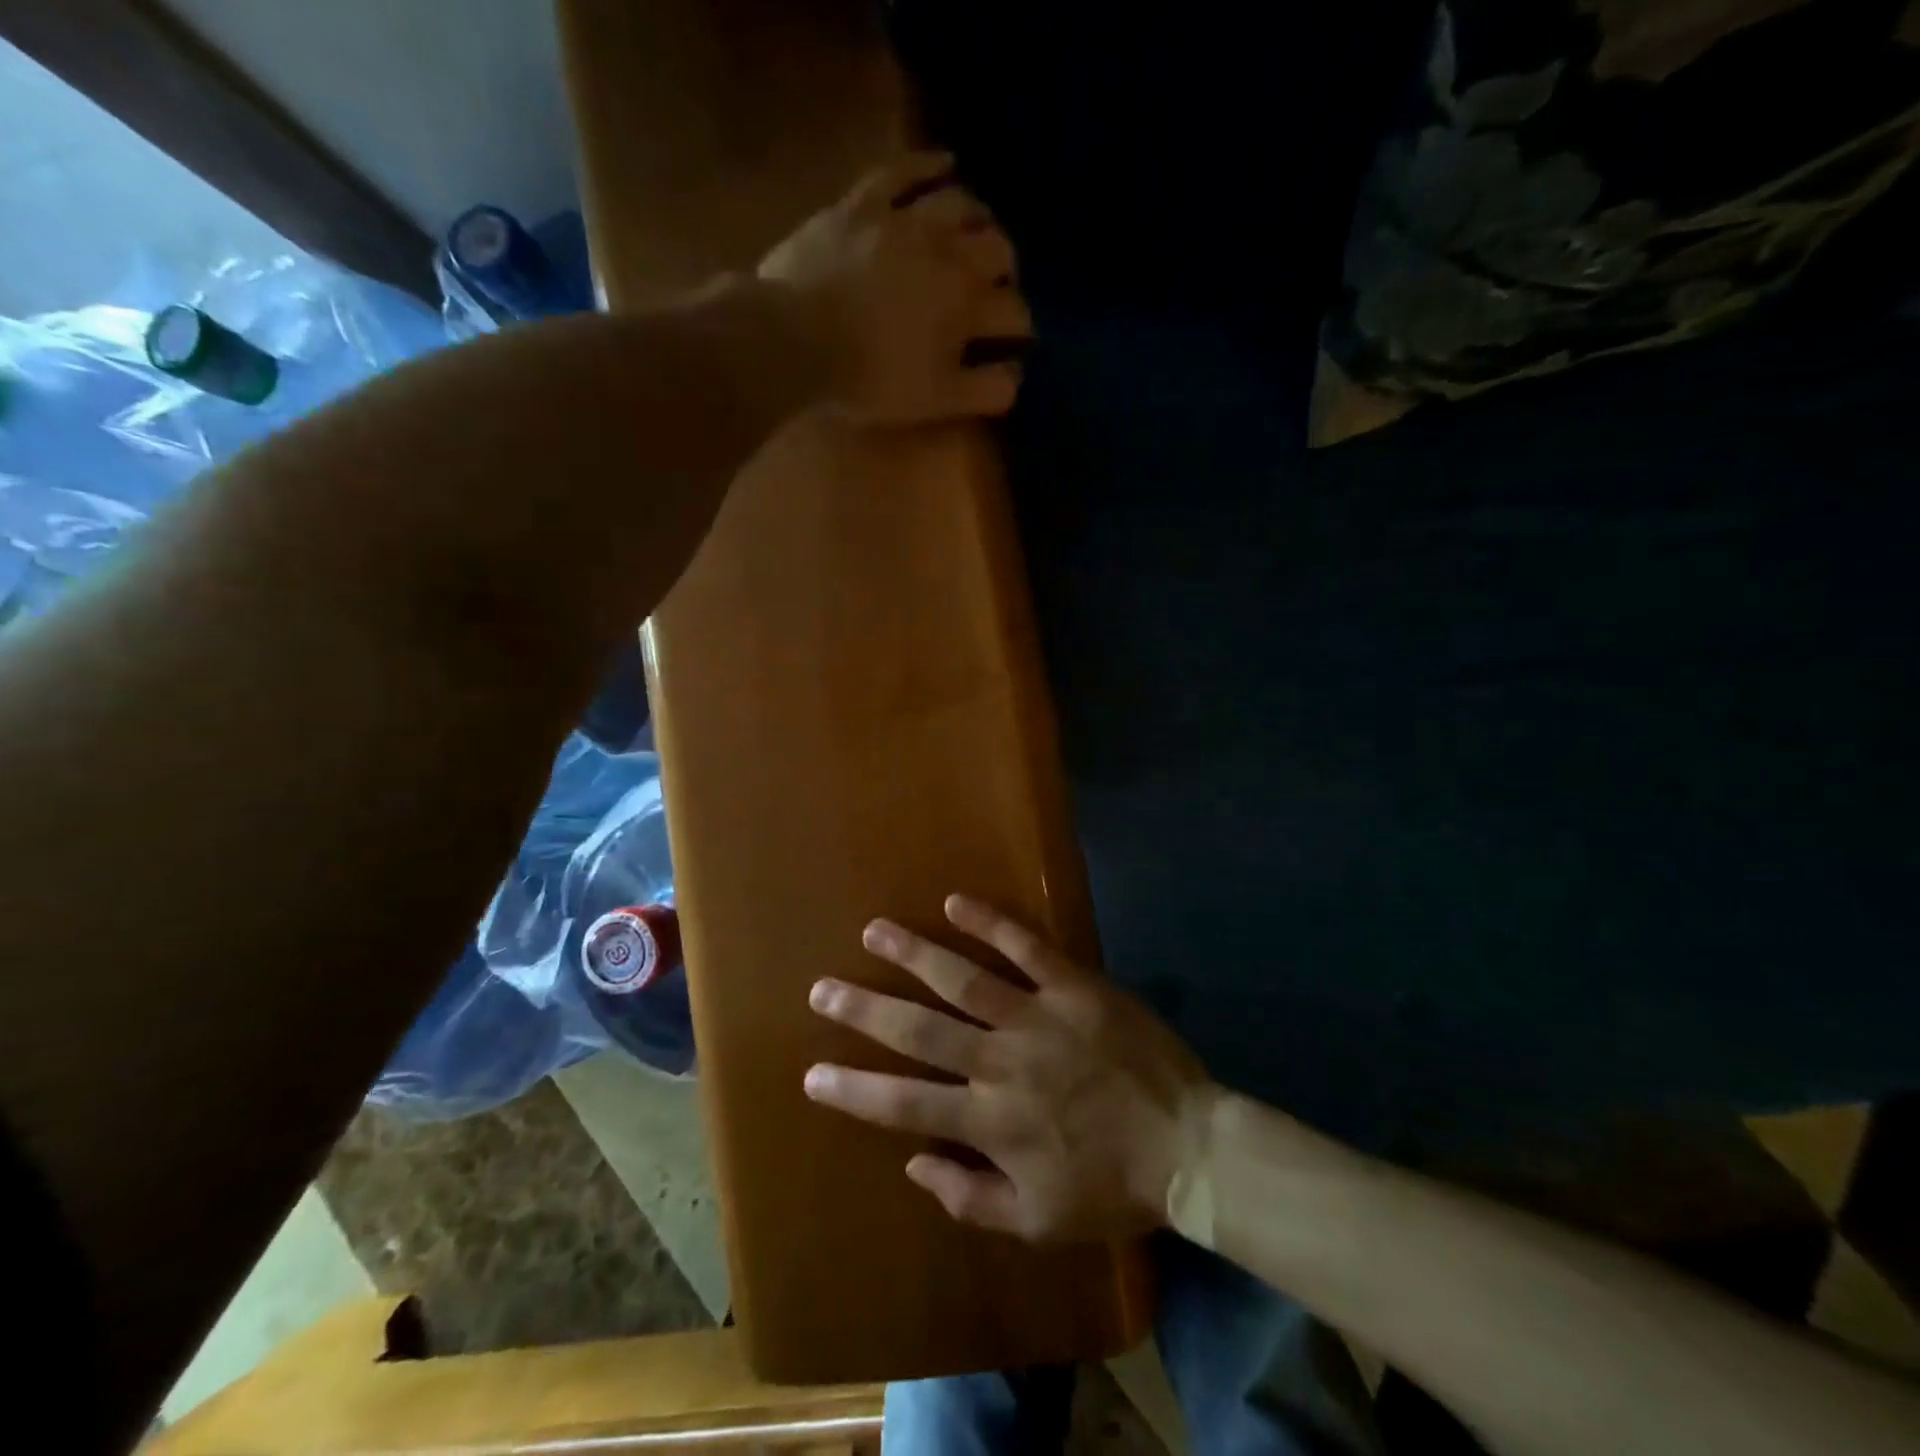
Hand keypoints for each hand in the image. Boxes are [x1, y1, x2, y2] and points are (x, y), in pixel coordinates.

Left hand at [758, 152, 1030, 423]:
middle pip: (997, 249)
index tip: (1015, 342)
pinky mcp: (865, 203)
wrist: (797, 340)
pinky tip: (946, 164)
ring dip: (979, 217)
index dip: (1020, 329)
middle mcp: (948, 253)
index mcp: (967, 306)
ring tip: (980, 228)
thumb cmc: (871, 378)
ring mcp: (905, 221)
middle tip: (999, 283)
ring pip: (960, 204)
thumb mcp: (936, 401)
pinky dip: (929, 164)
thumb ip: (985, 390)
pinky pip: (904, 170)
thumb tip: (1017, 375)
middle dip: (1007, 269)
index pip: (1014, 312)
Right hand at [804, 894, 1214, 1241]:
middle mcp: (1002, 1064)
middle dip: (866, 1011)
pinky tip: (956, 903)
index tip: (812, 1073)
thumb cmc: (1111, 1187)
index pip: (905, 1104)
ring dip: (915, 954)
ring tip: (875, 931)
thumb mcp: (1038, 1222)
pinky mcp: (1075, 986)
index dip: (854, 1090)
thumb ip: (970, 1198)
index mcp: (990, 1124)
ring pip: (964, 980)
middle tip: (823, 988)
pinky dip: (991, 924)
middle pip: (921, 1032)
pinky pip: (1027, 947)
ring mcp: (1038, 1018)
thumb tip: (913, 1163)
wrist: (1189, 1146)